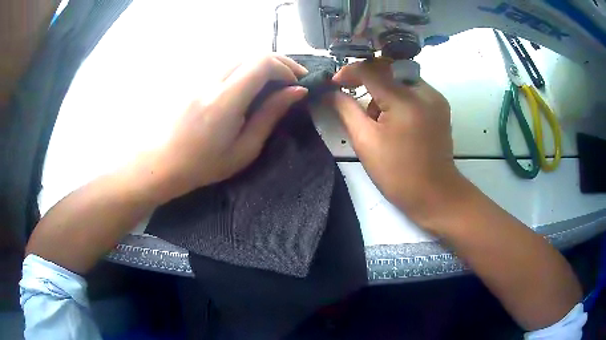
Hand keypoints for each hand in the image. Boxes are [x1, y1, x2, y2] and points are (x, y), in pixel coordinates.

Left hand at [151, 55, 308, 200]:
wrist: (163, 163)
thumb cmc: (203, 165)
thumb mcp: (244, 149)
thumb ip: (270, 116)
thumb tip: (296, 92)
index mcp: (225, 100)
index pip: (262, 63)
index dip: (286, 68)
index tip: (297, 85)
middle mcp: (212, 81)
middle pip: (253, 54)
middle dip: (279, 62)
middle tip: (293, 80)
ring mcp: (200, 78)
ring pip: (240, 57)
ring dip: (262, 64)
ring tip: (274, 81)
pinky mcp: (194, 80)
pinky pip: (226, 65)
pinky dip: (245, 68)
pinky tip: (249, 84)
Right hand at [329, 59, 466, 224]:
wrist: (435, 195)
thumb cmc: (398, 173)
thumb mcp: (365, 142)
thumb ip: (345, 110)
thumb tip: (330, 92)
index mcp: (406, 100)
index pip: (371, 70)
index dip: (348, 72)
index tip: (333, 83)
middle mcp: (425, 91)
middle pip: (388, 70)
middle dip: (367, 79)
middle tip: (351, 93)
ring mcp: (436, 98)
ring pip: (401, 79)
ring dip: (383, 90)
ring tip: (376, 117)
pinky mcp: (439, 106)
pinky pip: (413, 89)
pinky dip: (398, 96)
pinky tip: (393, 118)